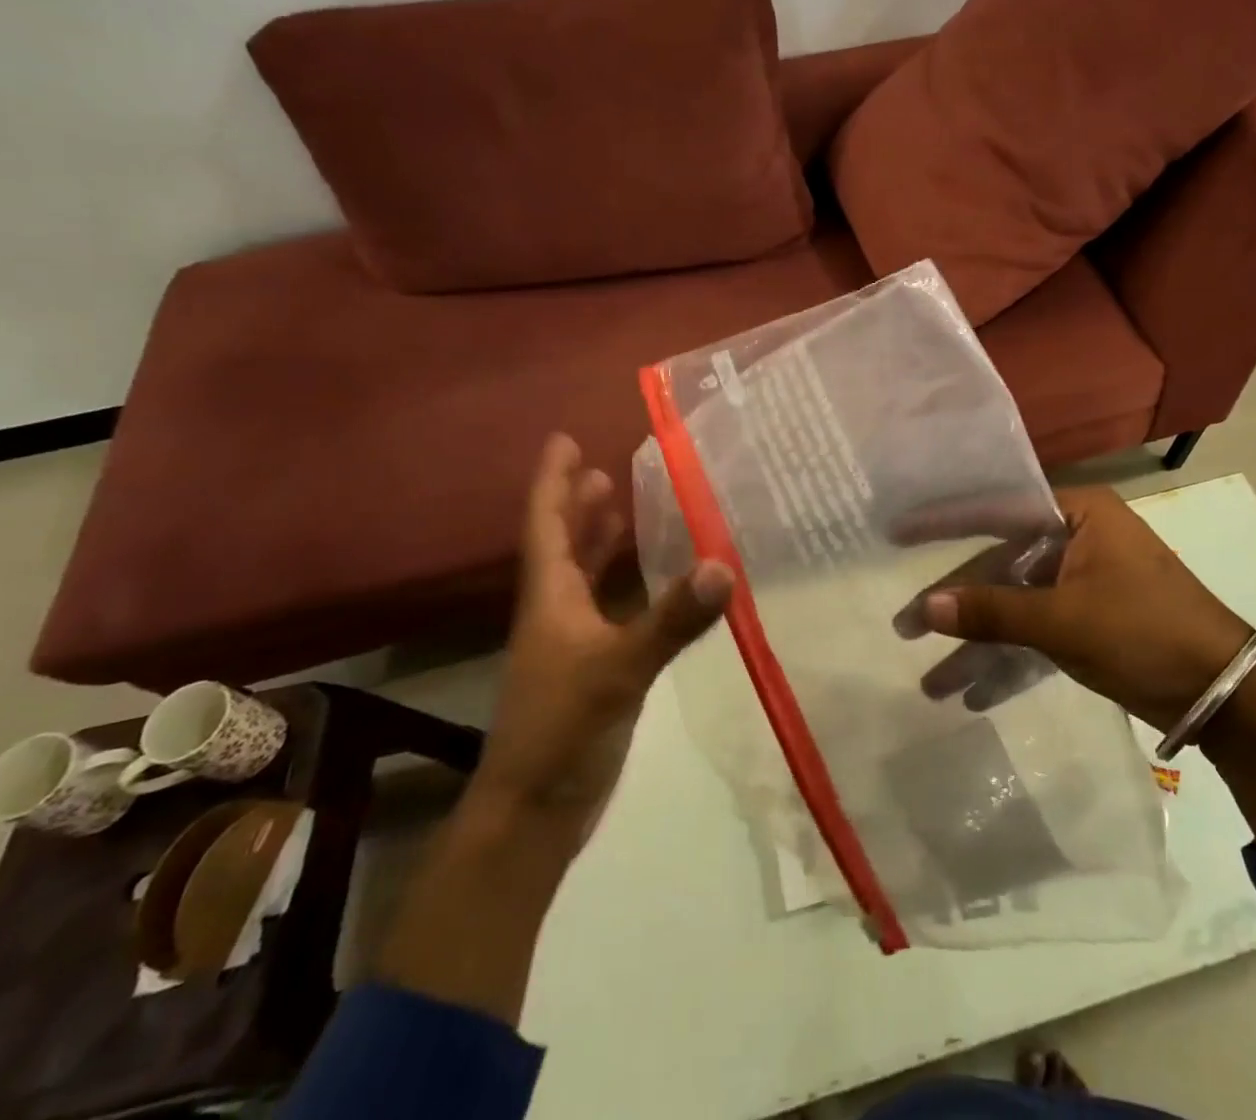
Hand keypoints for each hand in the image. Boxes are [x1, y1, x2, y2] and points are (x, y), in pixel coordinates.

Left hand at [471, 434, 733, 844]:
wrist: (533, 815)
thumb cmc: (561, 730)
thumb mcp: (619, 670)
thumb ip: (671, 620)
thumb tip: (723, 566)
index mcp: (550, 600)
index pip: (547, 526)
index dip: (554, 482)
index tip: (563, 440)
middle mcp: (556, 613)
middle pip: (562, 545)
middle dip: (578, 505)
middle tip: (600, 468)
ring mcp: (571, 644)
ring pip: (582, 577)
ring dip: (597, 540)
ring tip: (619, 507)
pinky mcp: (591, 670)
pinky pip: (607, 608)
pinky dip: (623, 585)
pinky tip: (648, 583)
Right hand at [918, 486, 1253, 731]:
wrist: (1224, 693)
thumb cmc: (1144, 631)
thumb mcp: (1063, 620)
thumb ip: (993, 611)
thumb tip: (925, 608)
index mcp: (1078, 515)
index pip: (998, 509)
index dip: (946, 521)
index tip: (898, 529)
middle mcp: (1077, 540)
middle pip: (1001, 567)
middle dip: (958, 605)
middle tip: (906, 628)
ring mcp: (1083, 584)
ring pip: (1017, 607)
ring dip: (980, 645)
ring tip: (934, 684)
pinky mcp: (1089, 624)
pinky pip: (1037, 635)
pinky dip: (1011, 661)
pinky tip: (975, 693)